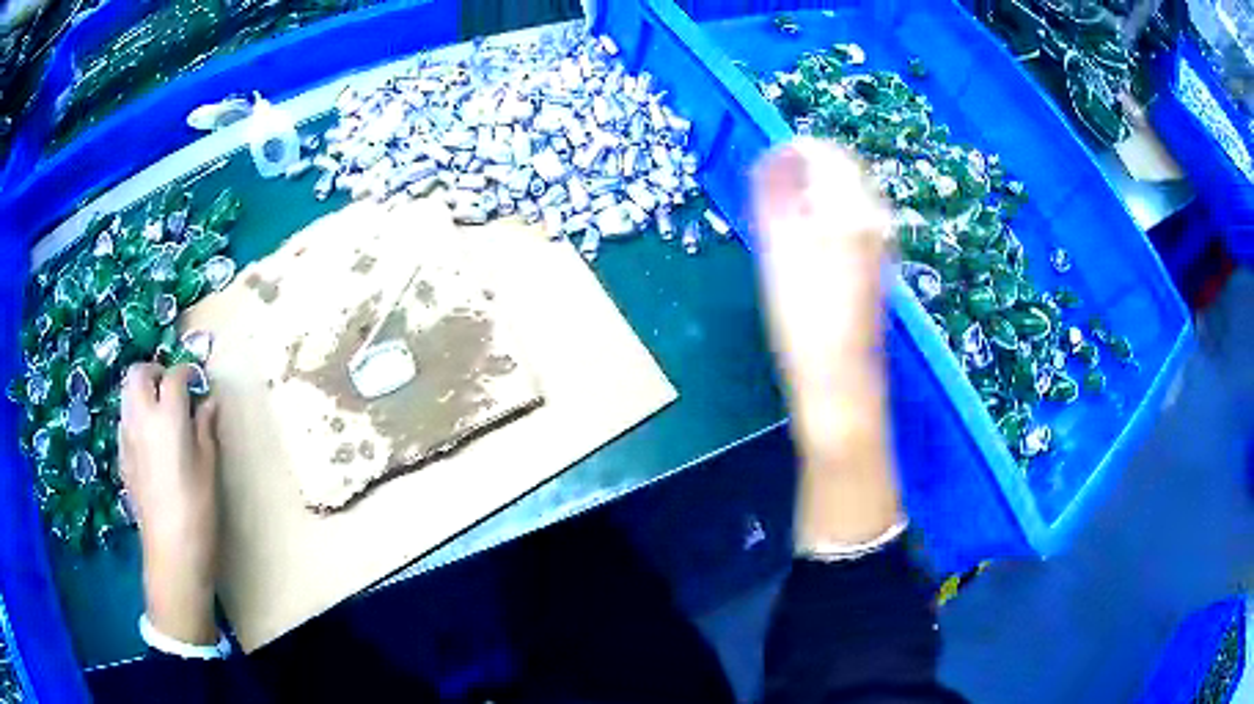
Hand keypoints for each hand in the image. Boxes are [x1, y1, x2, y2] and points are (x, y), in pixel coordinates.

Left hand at [119, 363, 220, 644]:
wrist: (171, 550)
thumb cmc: (197, 508)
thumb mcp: (209, 467)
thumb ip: (206, 429)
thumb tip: (208, 403)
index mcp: (168, 417)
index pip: (174, 376)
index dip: (187, 373)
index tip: (198, 382)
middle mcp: (142, 417)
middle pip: (139, 373)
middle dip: (155, 371)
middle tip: (171, 387)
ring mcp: (127, 436)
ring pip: (126, 394)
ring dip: (142, 391)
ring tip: (159, 411)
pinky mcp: (121, 455)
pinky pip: (124, 420)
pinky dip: (135, 416)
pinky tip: (148, 439)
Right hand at [752, 139, 902, 549]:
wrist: (840, 386)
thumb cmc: (805, 323)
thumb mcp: (782, 252)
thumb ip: (779, 196)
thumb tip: (777, 154)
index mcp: (854, 213)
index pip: (830, 152)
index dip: (794, 151)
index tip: (766, 167)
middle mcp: (875, 222)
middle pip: (842, 171)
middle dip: (803, 172)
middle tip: (770, 195)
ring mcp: (879, 245)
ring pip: (846, 197)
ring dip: (812, 196)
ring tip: (781, 220)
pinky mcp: (874, 266)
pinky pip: (850, 222)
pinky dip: (823, 219)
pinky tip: (804, 247)